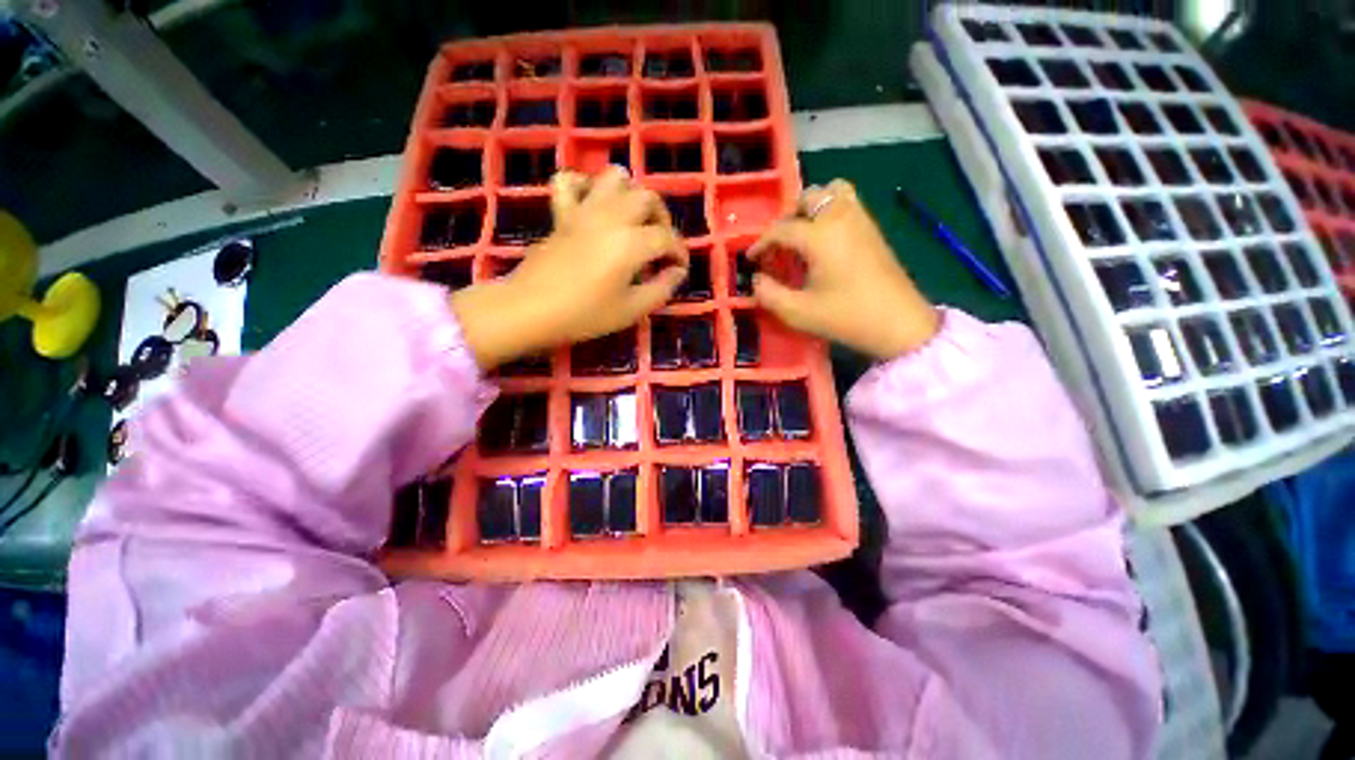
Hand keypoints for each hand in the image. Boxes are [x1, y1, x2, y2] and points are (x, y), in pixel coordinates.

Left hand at [452, 167, 688, 369]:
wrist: (531, 310)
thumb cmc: (585, 315)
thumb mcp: (632, 310)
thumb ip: (661, 288)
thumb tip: (677, 271)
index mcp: (632, 243)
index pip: (668, 238)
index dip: (680, 253)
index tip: (679, 269)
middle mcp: (612, 217)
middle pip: (648, 198)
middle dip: (662, 219)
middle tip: (659, 246)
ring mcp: (584, 210)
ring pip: (615, 178)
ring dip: (630, 194)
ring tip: (632, 221)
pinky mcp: (562, 213)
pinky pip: (569, 181)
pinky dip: (585, 186)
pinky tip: (593, 206)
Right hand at [749, 180, 939, 360]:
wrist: (899, 323)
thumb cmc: (846, 317)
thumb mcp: (798, 313)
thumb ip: (769, 295)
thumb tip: (756, 281)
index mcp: (819, 236)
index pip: (781, 229)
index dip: (761, 243)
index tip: (751, 259)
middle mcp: (840, 217)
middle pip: (808, 198)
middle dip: (787, 218)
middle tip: (779, 245)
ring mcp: (861, 219)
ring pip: (832, 192)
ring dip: (812, 207)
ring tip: (803, 235)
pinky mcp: (873, 229)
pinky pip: (847, 203)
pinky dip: (830, 211)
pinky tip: (825, 241)